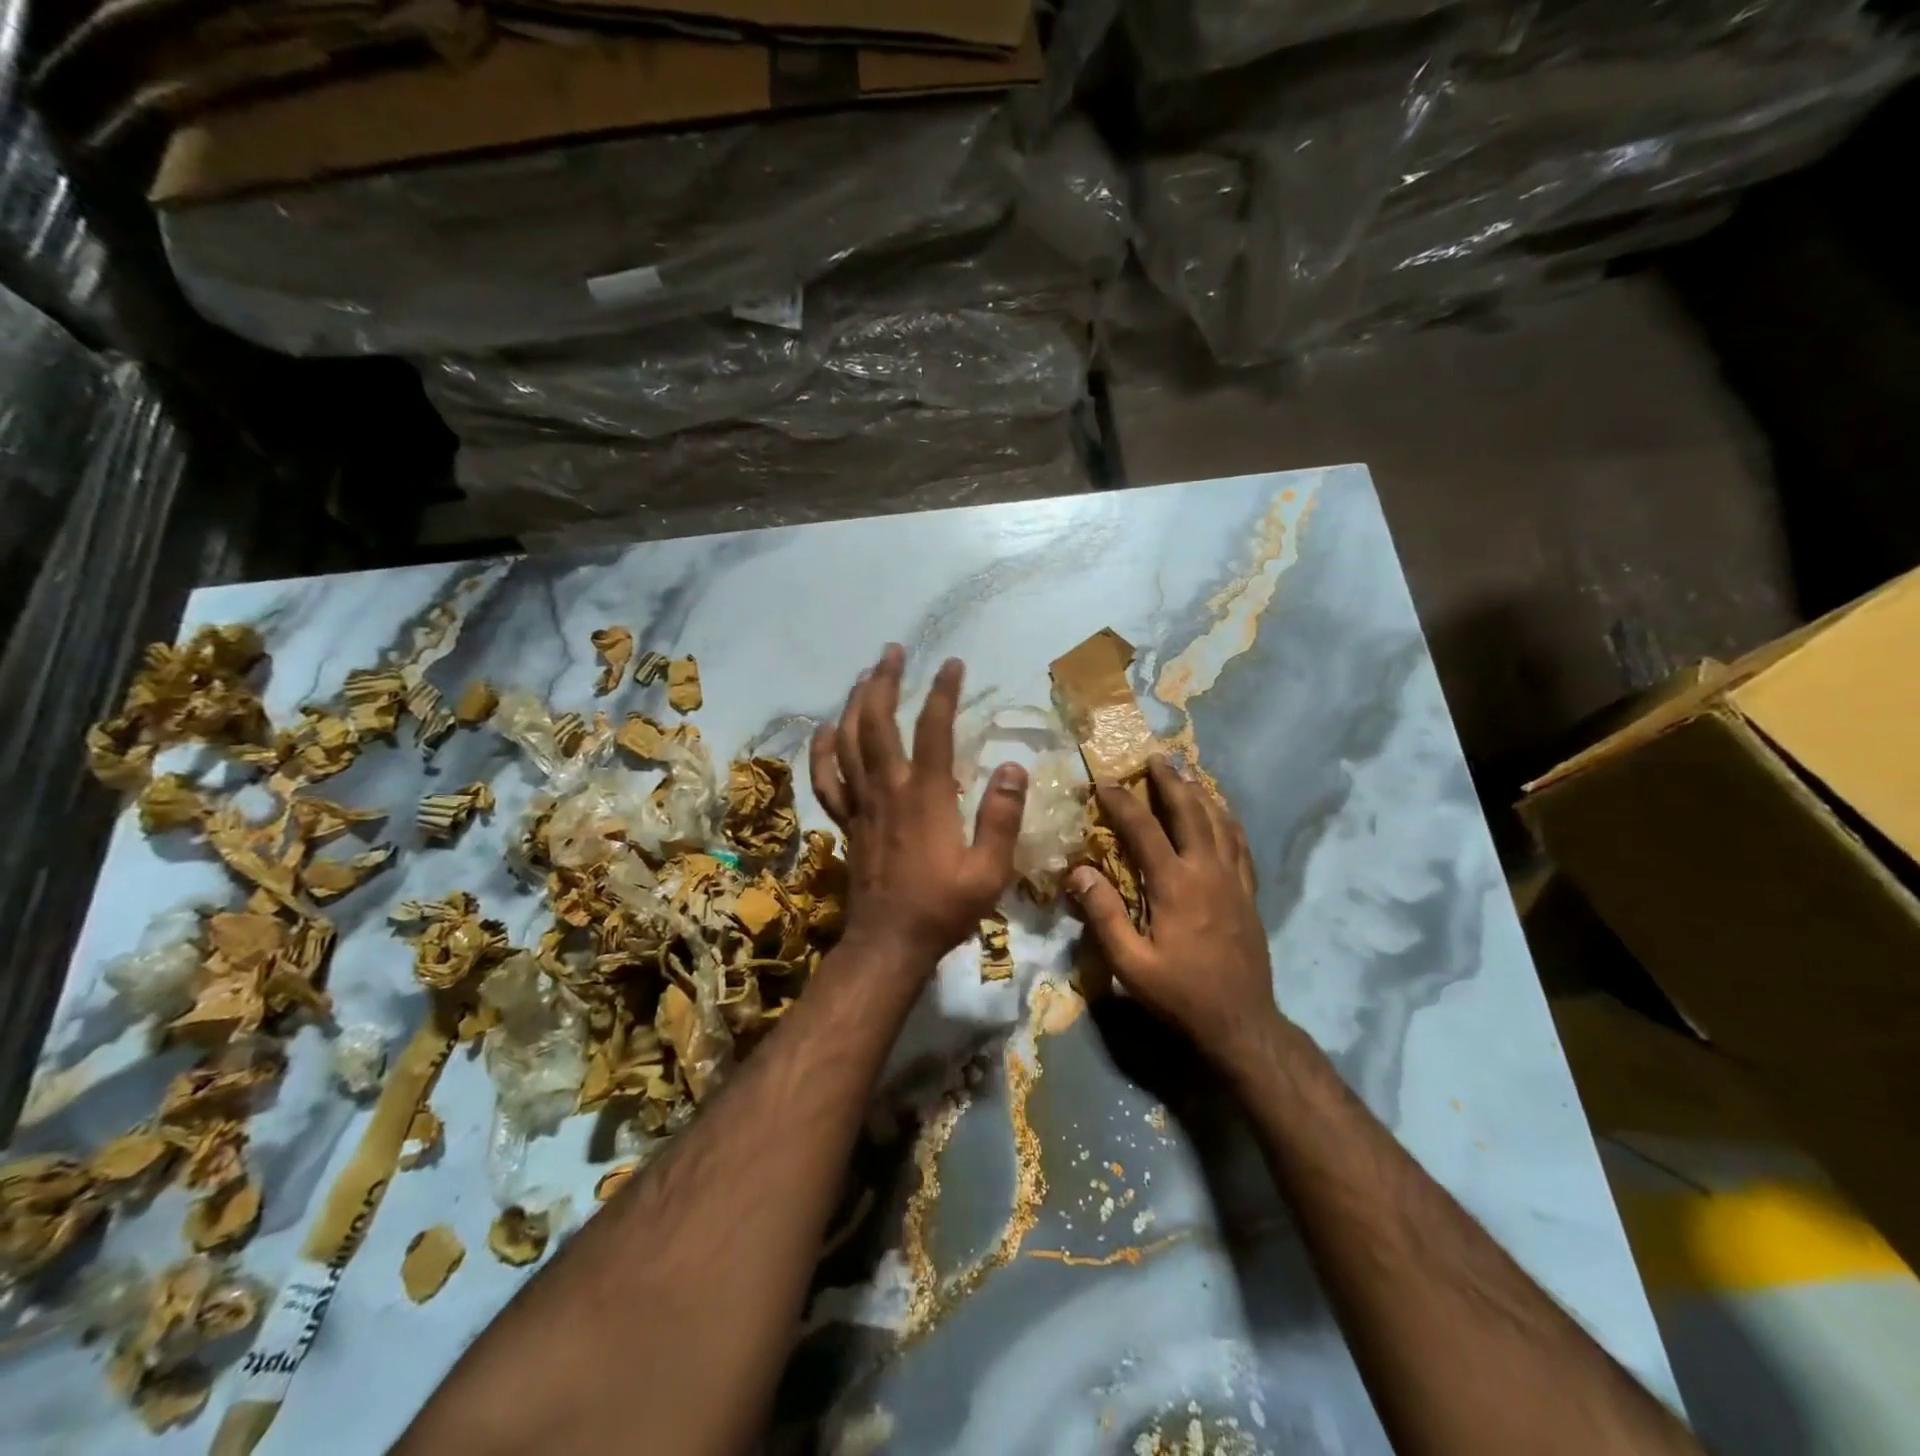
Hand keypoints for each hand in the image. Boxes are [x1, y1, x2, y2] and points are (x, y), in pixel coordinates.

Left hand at [810, 645, 1028, 966]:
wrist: (889, 943)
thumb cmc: (943, 908)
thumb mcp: (989, 871)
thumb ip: (1002, 817)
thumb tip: (1015, 768)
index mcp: (926, 796)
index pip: (934, 729)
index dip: (943, 692)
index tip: (952, 663)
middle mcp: (888, 789)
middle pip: (877, 722)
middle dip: (884, 681)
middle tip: (893, 652)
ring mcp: (861, 804)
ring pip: (848, 741)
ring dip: (854, 703)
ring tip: (864, 675)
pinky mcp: (846, 821)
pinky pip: (827, 779)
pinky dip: (823, 750)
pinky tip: (826, 728)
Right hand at [1068, 755, 1274, 1053]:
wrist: (1241, 1023)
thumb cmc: (1179, 994)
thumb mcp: (1130, 964)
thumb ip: (1103, 915)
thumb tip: (1078, 871)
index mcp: (1175, 885)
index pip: (1144, 829)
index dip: (1123, 803)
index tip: (1104, 783)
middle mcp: (1207, 871)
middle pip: (1190, 813)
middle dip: (1170, 782)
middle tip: (1155, 758)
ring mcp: (1234, 880)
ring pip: (1220, 822)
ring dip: (1201, 794)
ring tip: (1186, 774)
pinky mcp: (1249, 893)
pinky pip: (1241, 844)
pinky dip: (1229, 820)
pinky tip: (1222, 813)